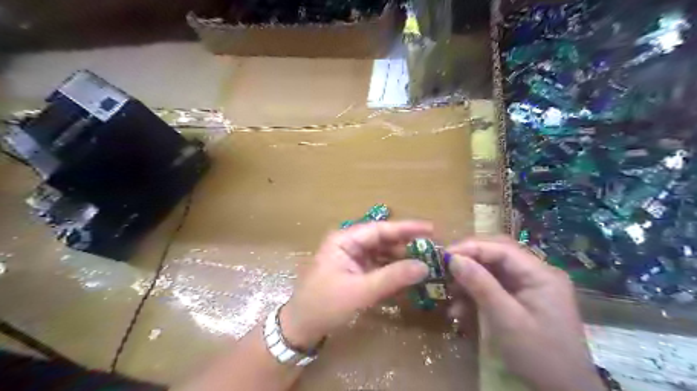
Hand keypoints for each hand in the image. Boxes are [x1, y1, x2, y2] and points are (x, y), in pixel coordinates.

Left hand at [279, 221, 434, 349]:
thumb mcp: (360, 291)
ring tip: (426, 263)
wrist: (301, 328)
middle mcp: (349, 244)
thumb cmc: (325, 304)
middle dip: (406, 245)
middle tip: (433, 250)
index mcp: (345, 240)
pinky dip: (392, 272)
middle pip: (382, 240)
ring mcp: (352, 259)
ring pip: (382, 254)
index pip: (380, 229)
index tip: (431, 229)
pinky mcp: (355, 272)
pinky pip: (378, 267)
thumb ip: (392, 277)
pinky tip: (409, 276)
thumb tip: (424, 266)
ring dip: (401, 259)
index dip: (406, 228)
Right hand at [447, 237, 605, 390]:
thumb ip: (480, 285)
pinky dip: (476, 295)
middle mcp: (536, 274)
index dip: (471, 247)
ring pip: (493, 271)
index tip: (444, 255)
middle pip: (496, 255)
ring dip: (469, 280)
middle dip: (469, 261)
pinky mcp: (521, 300)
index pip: (501, 248)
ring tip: (450, 293)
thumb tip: (453, 258)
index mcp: (540, 274)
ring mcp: (529, 287)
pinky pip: (494, 288)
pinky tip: (461, 309)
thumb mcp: (506, 319)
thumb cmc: (539, 355)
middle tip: (444, 268)